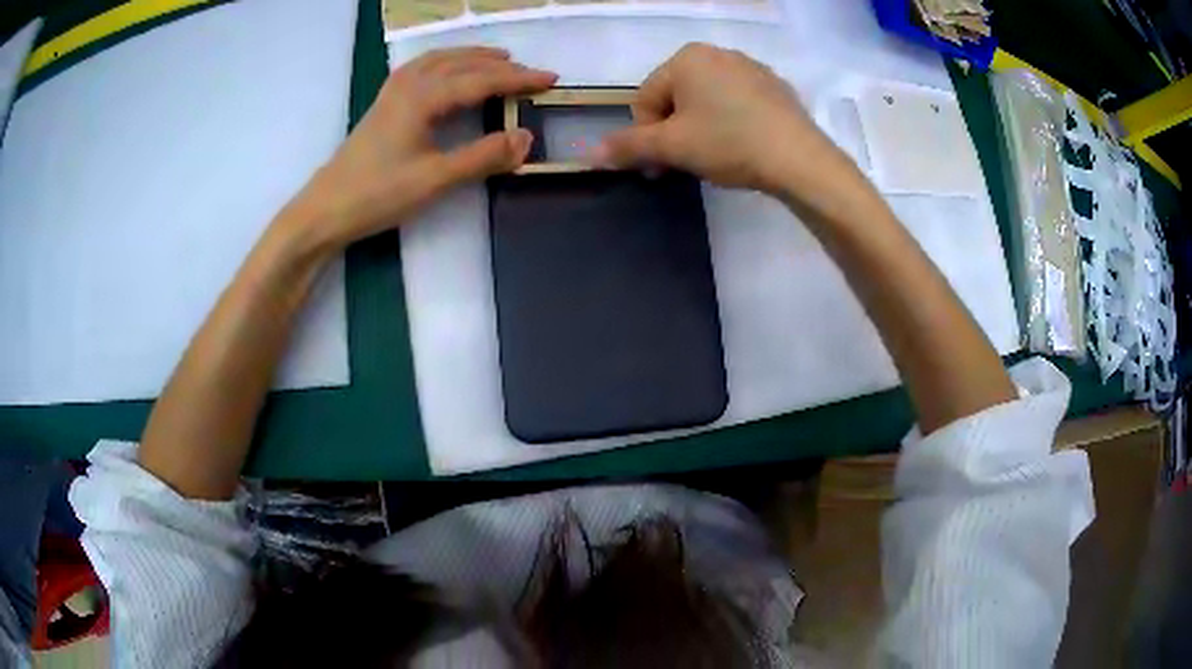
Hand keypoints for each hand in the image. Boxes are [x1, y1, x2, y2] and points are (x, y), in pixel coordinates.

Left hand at [282, 47, 556, 252]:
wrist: (325, 209)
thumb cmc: (378, 194)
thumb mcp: (436, 179)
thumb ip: (483, 157)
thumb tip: (526, 138)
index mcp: (424, 97)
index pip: (482, 80)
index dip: (518, 79)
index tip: (551, 79)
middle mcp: (410, 84)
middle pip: (462, 63)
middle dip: (500, 65)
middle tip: (532, 73)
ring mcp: (393, 91)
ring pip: (440, 60)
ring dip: (472, 57)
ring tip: (498, 59)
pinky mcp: (384, 103)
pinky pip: (422, 68)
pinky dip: (445, 62)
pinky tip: (449, 70)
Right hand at [595, 43, 847, 197]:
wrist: (799, 159)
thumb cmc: (728, 143)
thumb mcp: (672, 147)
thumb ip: (629, 146)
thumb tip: (591, 154)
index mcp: (687, 58)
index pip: (646, 98)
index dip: (647, 136)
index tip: (660, 167)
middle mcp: (717, 52)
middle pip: (676, 97)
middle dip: (674, 131)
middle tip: (686, 163)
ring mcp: (750, 67)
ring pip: (707, 100)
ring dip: (700, 128)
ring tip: (716, 157)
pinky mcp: (774, 86)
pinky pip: (737, 102)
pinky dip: (730, 122)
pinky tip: (742, 146)